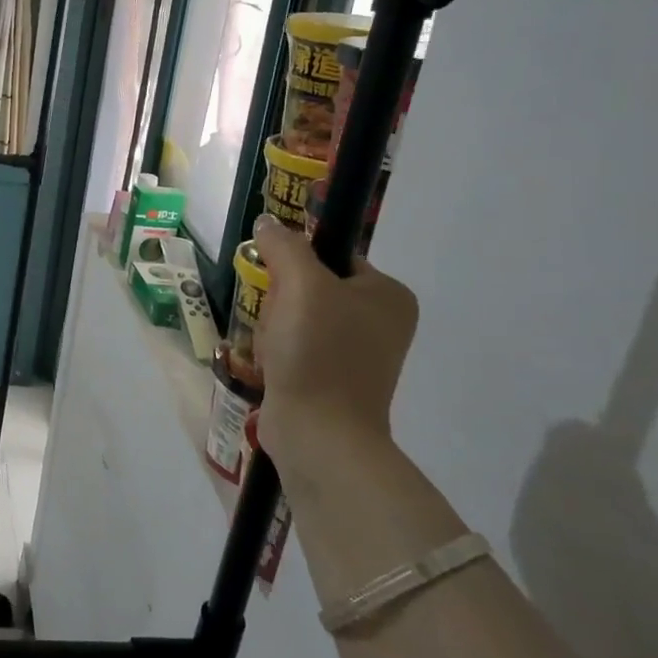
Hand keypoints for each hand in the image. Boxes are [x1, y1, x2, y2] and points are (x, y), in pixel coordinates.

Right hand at [250, 215, 417, 465]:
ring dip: (274, 326)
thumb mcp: (300, 284)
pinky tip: (273, 365)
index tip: (278, 284)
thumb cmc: (317, 352)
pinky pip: (297, 347)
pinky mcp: (334, 380)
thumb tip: (268, 223)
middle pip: (311, 286)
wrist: (318, 434)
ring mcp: (359, 355)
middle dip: (281, 300)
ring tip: (273, 348)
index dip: (295, 263)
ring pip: (299, 318)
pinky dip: (278, 352)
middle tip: (277, 320)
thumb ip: (284, 245)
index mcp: (388, 295)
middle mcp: (381, 322)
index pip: (332, 255)